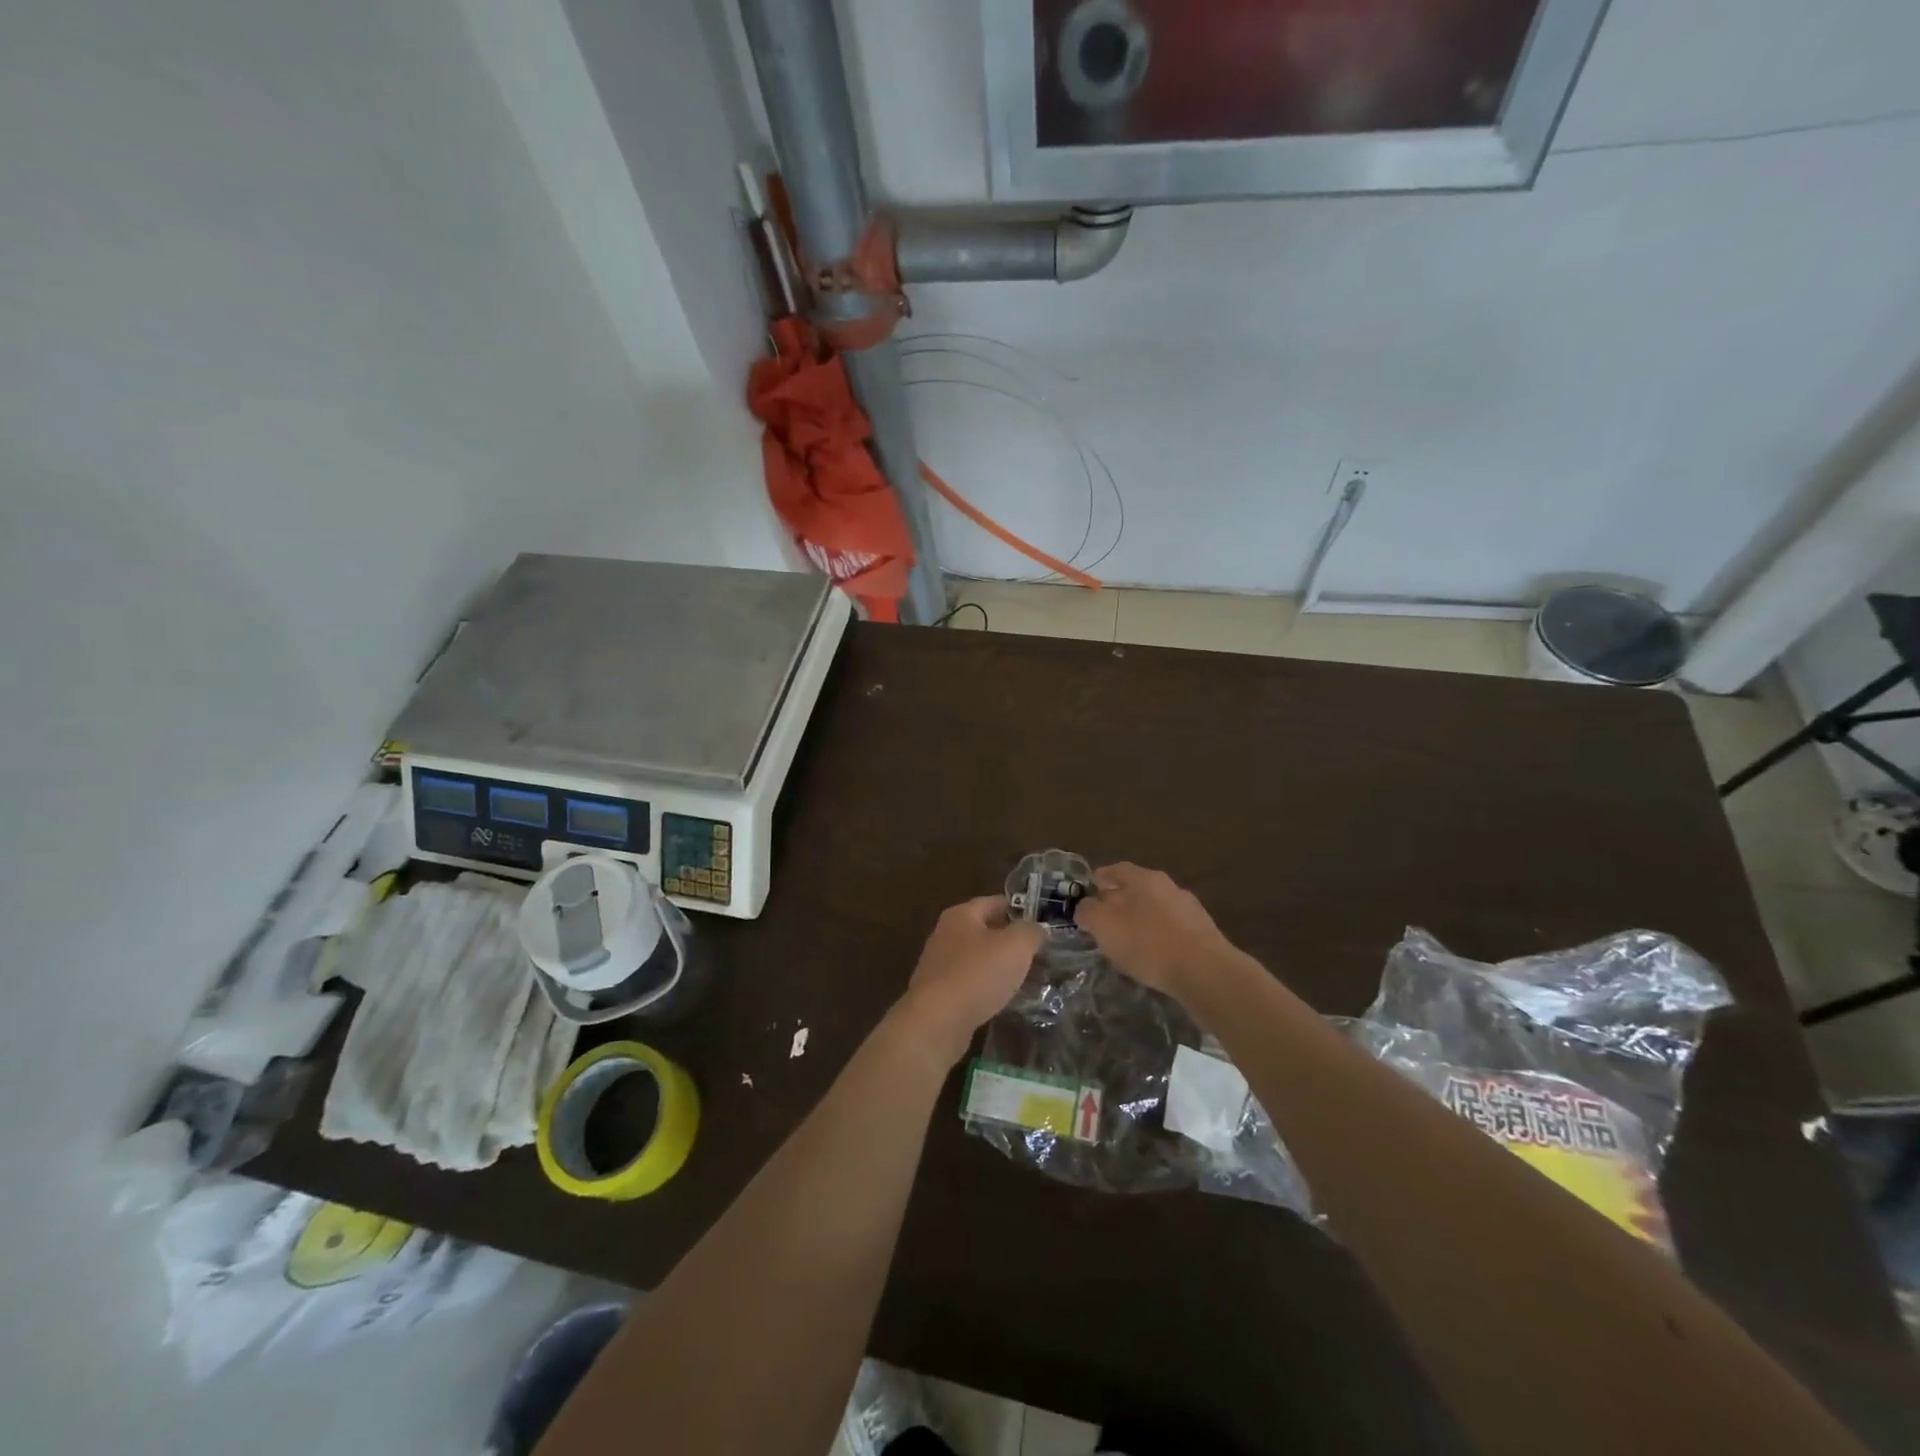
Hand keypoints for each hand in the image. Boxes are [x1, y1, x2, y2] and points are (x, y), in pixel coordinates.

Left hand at [894, 896, 1045, 1066]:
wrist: (937, 1021)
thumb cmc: (977, 974)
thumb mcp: (1016, 946)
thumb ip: (1030, 931)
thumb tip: (1036, 929)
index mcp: (961, 915)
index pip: (995, 902)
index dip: (1020, 909)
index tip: (1043, 922)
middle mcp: (945, 935)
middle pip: (985, 931)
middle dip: (1011, 941)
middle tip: (1040, 952)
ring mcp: (939, 966)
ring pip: (978, 959)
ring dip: (1000, 967)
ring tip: (1028, 977)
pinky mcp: (939, 995)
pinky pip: (970, 984)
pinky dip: (988, 988)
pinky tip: (1005, 1000)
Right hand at [1073, 863, 1236, 997]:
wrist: (1204, 970)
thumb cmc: (1146, 942)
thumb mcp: (1103, 925)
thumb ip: (1088, 911)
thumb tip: (1086, 907)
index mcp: (1141, 877)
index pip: (1114, 870)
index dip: (1098, 880)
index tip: (1088, 895)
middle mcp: (1166, 884)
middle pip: (1136, 888)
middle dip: (1120, 901)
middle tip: (1105, 921)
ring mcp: (1188, 907)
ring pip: (1155, 907)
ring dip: (1141, 920)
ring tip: (1129, 942)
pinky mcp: (1202, 931)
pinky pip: (1172, 928)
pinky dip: (1160, 936)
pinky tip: (1155, 955)